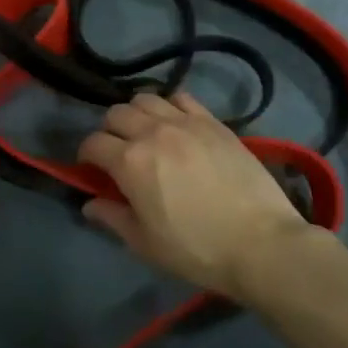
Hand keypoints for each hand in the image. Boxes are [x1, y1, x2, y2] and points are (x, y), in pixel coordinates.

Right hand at [76, 92, 313, 300]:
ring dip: (137, 114)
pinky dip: (170, 106)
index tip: (91, 169)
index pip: (93, 143)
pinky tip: (176, 124)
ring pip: (146, 99)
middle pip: (116, 113)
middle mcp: (152, 132)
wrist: (261, 243)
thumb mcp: (145, 244)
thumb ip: (113, 217)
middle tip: (118, 152)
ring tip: (145, 134)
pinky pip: (182, 97)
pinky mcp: (213, 122)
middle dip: (109, 131)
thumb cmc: (197, 250)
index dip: (86, 155)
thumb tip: (90, 203)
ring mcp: (185, 122)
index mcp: (129, 162)